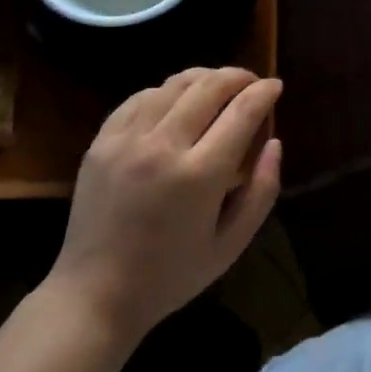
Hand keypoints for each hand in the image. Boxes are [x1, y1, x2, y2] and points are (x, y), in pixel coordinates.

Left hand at [49, 67, 282, 345]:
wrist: (95, 294)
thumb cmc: (171, 275)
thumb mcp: (231, 245)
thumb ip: (262, 191)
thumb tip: (275, 143)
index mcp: (200, 175)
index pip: (241, 112)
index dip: (264, 92)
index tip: (275, 85)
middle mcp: (163, 147)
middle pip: (208, 87)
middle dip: (237, 76)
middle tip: (251, 82)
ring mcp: (127, 140)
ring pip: (173, 85)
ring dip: (203, 77)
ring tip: (218, 85)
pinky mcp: (102, 142)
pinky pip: (140, 98)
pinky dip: (166, 91)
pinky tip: (176, 100)